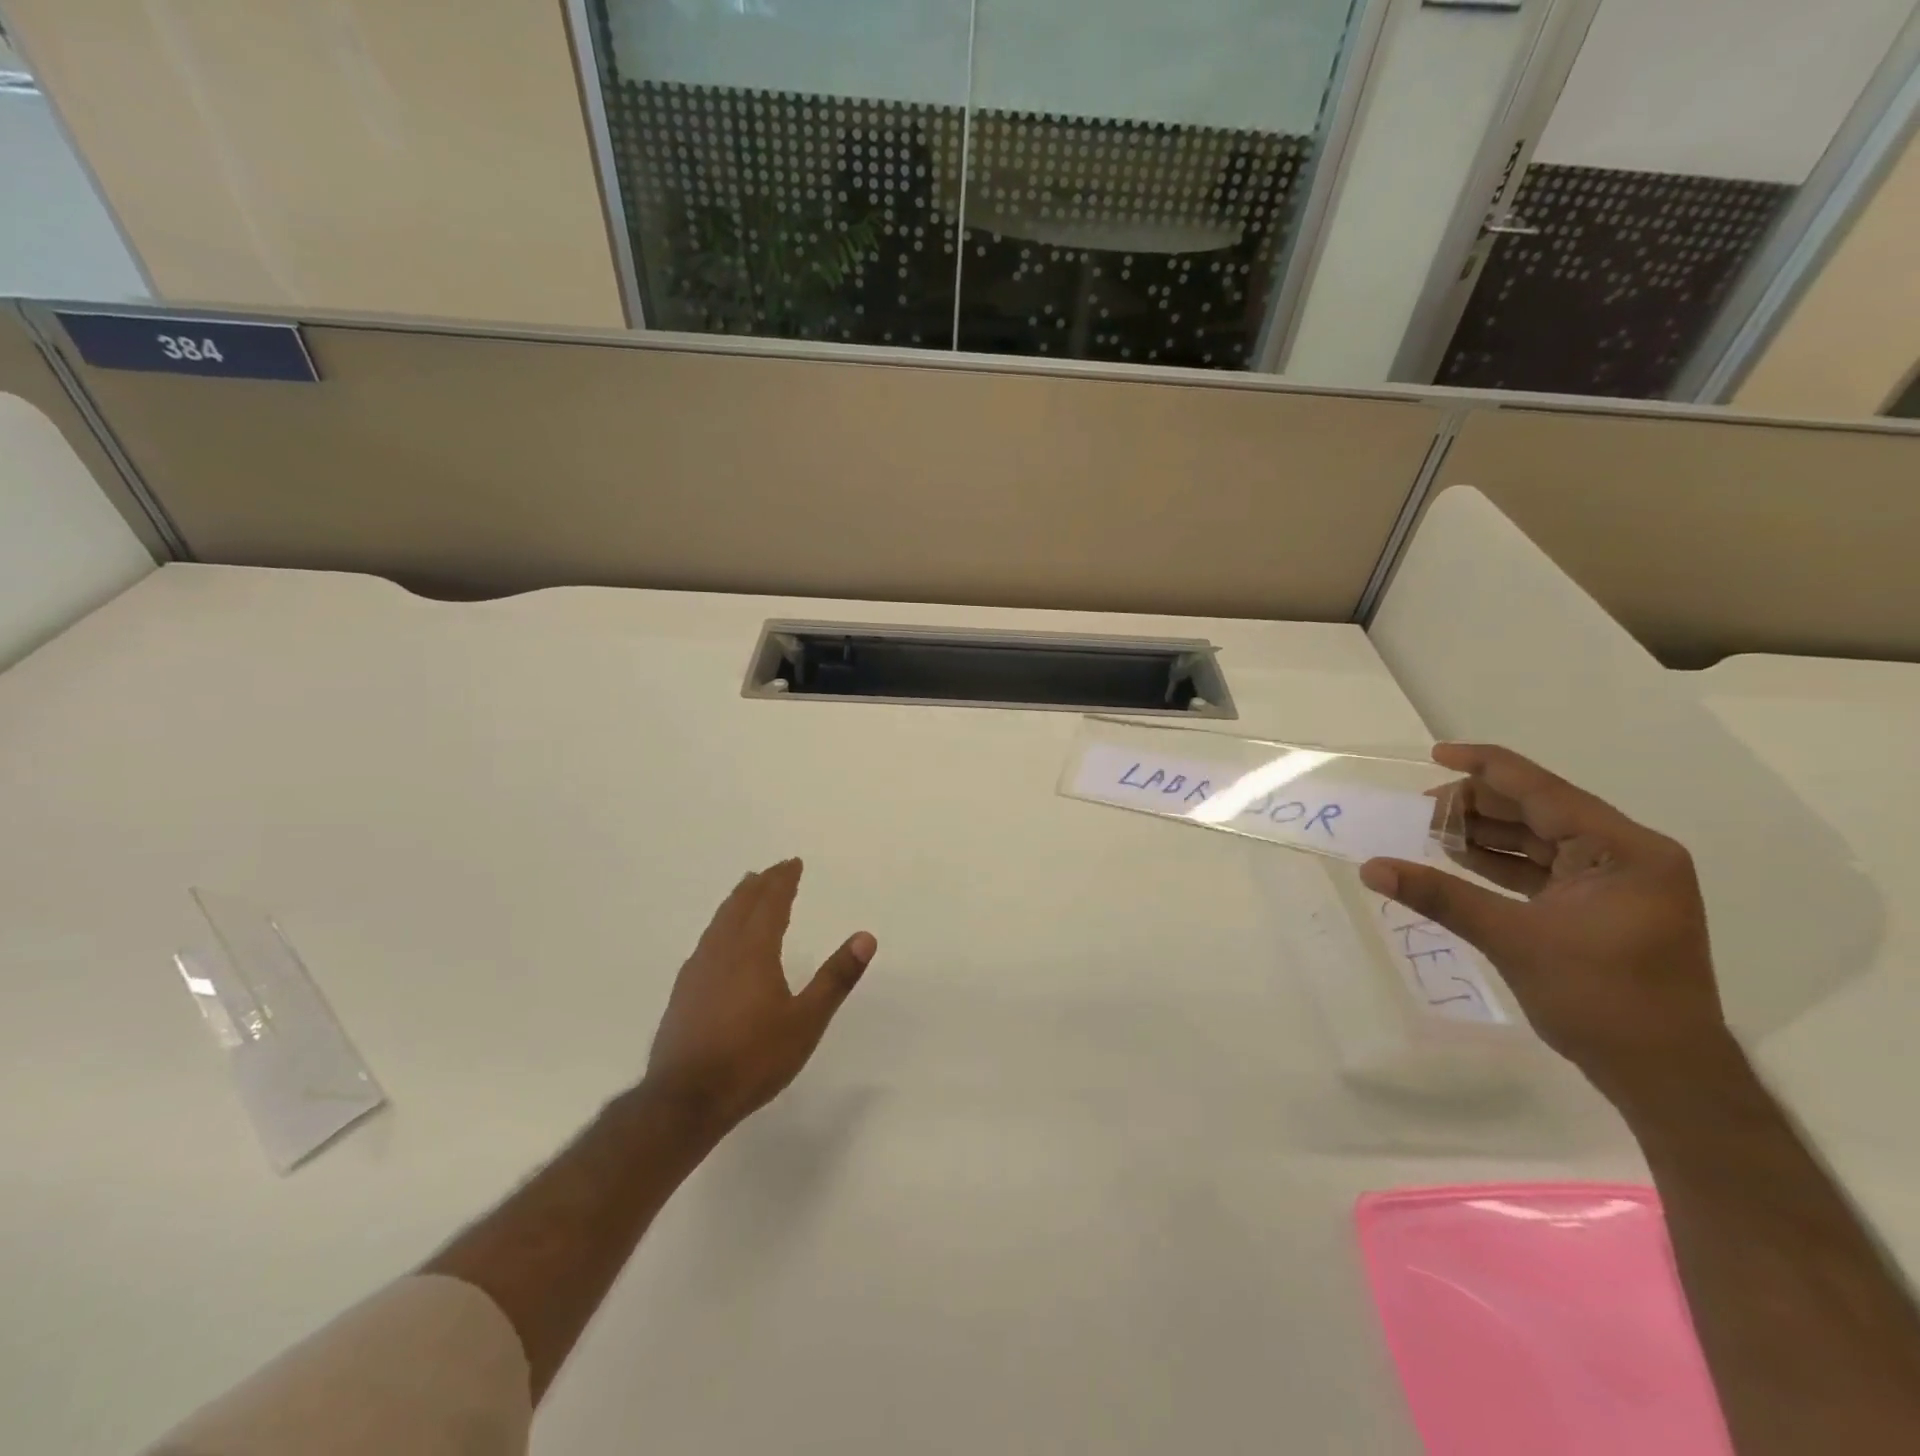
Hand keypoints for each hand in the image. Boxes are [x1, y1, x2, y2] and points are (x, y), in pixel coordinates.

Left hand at [644, 859, 876, 1134]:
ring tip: (746, 892)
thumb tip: (866, 936)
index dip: (783, 880)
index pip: (770, 903)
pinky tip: (718, 942)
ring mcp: (697, 971)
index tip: (793, 862)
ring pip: (719, 922)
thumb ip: (836, 978)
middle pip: (740, 905)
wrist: (684, 1101)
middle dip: (760, 884)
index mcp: (753, 952)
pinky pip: (706, 942)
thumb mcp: (806, 1021)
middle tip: (774, 870)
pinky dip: (720, 927)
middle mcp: (722, 952)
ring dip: (737, 902)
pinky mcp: (683, 993)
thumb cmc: (753, 1059)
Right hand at [1360, 743, 1729, 1105]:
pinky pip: (1539, 869)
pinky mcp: (1598, 907)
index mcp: (1624, 850)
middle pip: (1538, 810)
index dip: (1486, 768)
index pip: (1544, 790)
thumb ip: (1440, 896)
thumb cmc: (1602, 1000)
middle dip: (1475, 807)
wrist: (1664, 1077)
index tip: (1435, 754)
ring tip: (1426, 832)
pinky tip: (1455, 859)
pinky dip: (1497, 863)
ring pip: (1536, 840)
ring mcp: (1614, 882)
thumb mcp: (1513, 940)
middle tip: (1417, 811)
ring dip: (1482, 835)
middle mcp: (1625, 856)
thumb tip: (1372, 868)